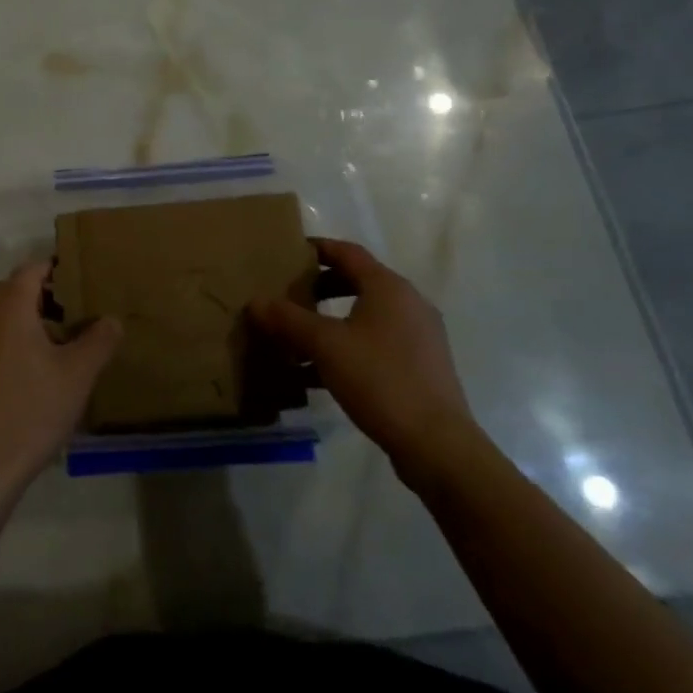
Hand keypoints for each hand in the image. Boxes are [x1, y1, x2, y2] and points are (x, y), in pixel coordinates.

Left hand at [0, 262, 121, 502]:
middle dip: (44, 293)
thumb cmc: (32, 411)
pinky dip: (13, 340)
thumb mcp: (77, 375)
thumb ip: (99, 340)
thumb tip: (111, 319)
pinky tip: (35, 370)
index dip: (57, 269)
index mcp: (10, 308)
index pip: (32, 269)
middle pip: (14, 289)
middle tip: (77, 310)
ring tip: (61, 341)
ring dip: (28, 318)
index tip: (83, 280)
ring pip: (1, 315)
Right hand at [248, 238, 477, 484]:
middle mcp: (408, 303)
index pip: (348, 252)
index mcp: (388, 287)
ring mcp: (419, 336)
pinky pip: (376, 343)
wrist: (436, 444)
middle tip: (289, 295)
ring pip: (365, 316)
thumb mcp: (325, 345)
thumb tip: (255, 302)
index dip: (317, 248)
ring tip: (298, 336)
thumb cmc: (379, 379)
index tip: (289, 252)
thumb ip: (288, 320)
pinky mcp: (421, 367)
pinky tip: (320, 374)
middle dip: (320, 287)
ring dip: (331, 321)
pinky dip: (348, 347)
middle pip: (357, 282)